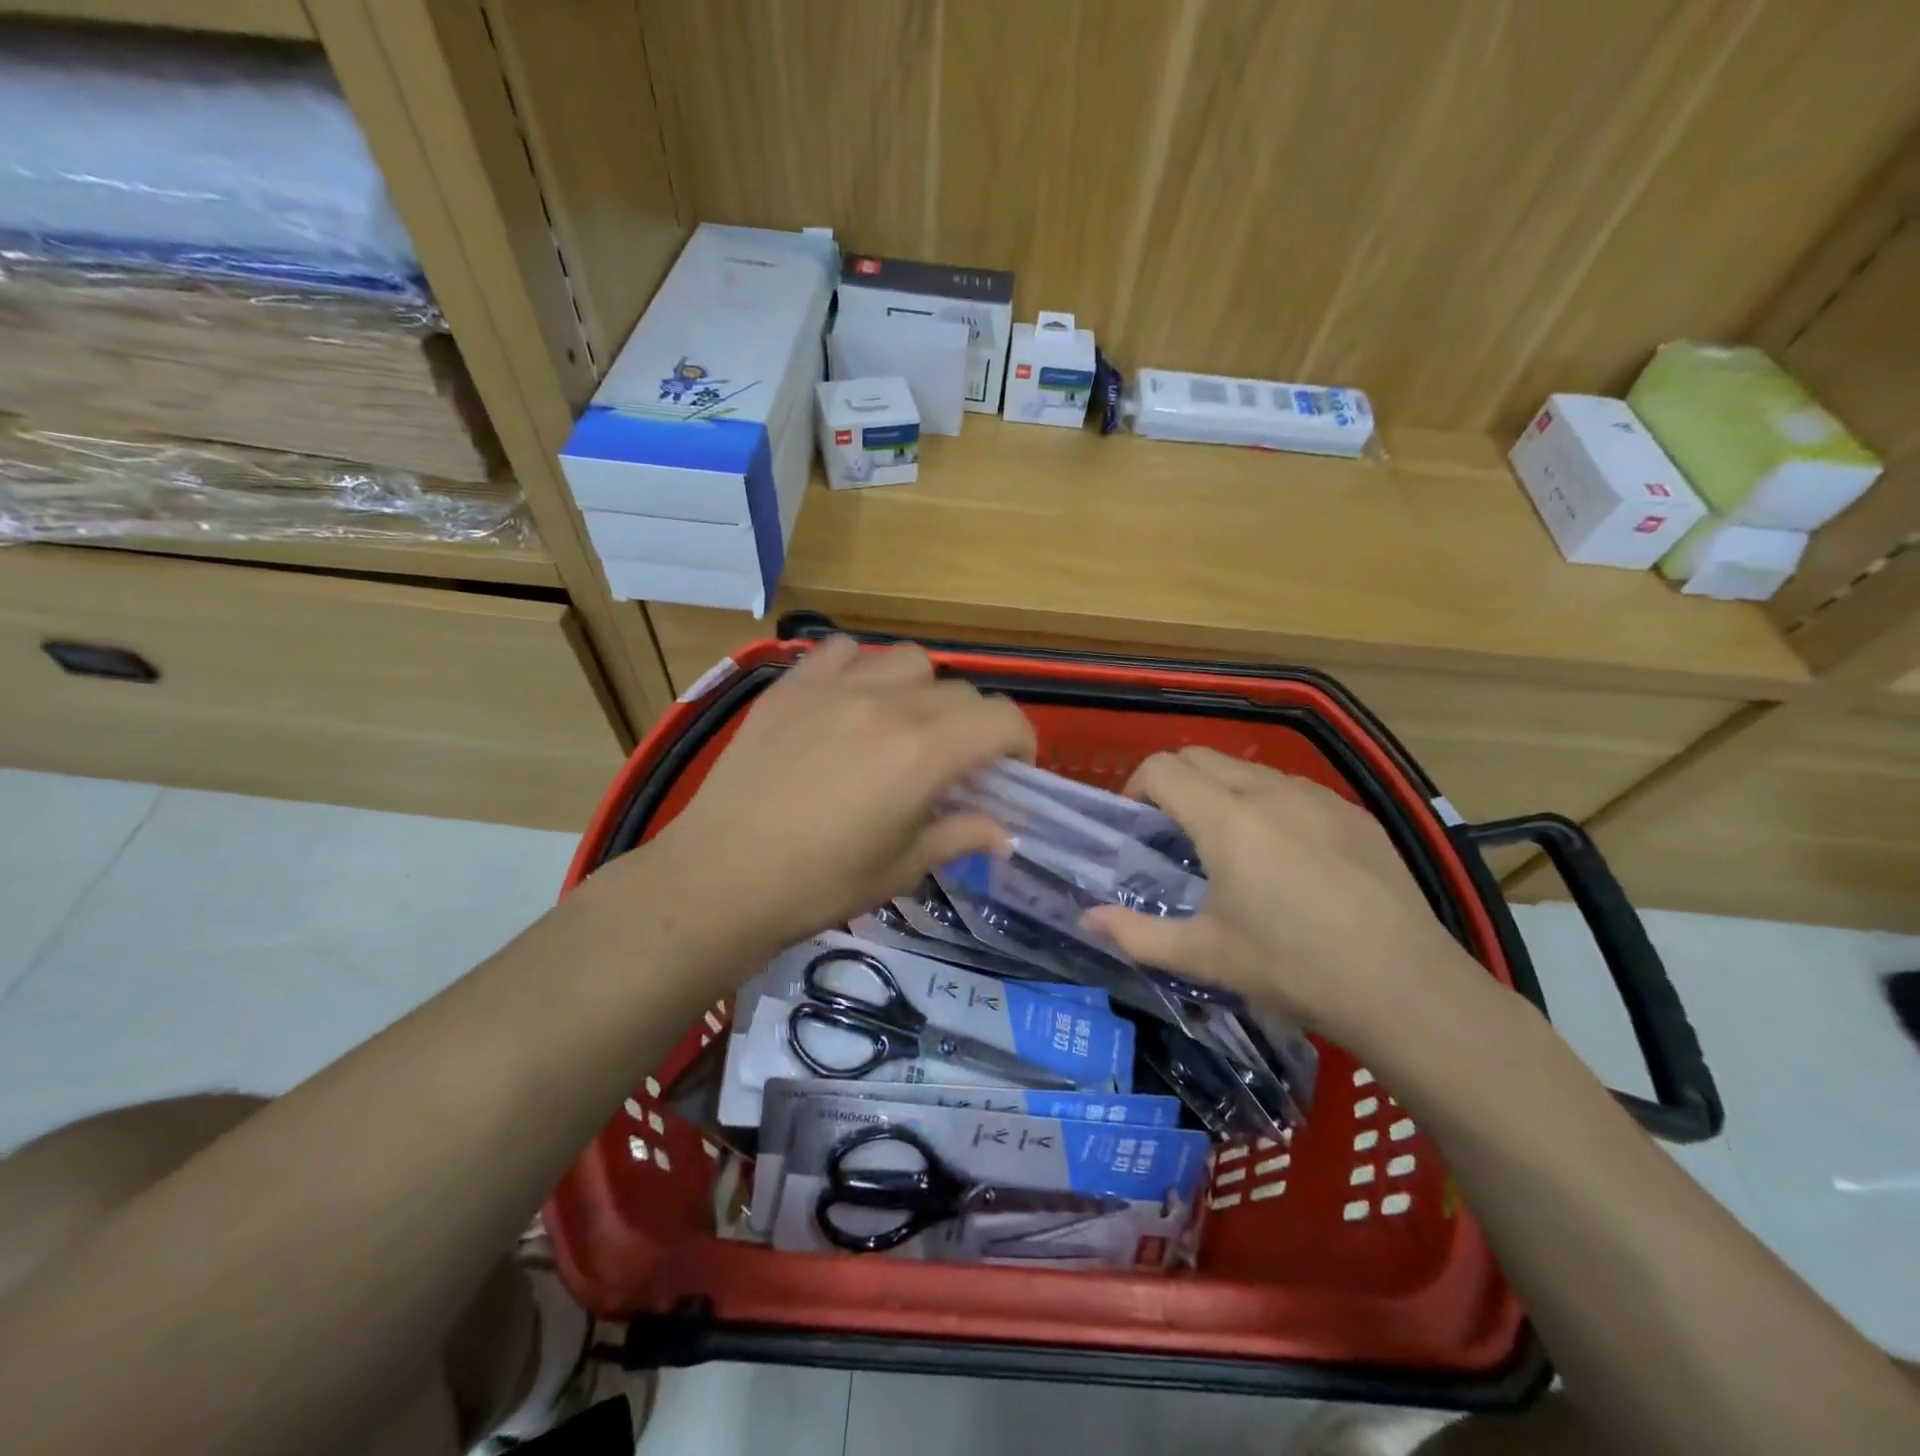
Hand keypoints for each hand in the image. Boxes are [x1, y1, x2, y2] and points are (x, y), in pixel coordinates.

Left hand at [610, 636, 1034, 966]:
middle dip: (974, 725)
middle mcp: (887, 705)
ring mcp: (834, 687)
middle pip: (959, 691)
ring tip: (903, 725)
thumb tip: (1002, 830)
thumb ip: (958, 836)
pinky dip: (860, 668)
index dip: (1020, 741)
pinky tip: (847, 703)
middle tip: (955, 764)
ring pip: (907, 659)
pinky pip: (841, 651)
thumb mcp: (900, 868)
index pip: (1001, 719)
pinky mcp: (790, 686)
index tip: (1011, 770)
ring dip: (922, 689)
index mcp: (923, 753)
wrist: (719, 879)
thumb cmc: (818, 885)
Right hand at [1084, 747, 1484, 1050]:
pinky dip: (1268, 803)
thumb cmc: (1292, 967)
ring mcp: (1318, 797)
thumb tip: (1086, 919)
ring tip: (1227, 842)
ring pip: (1249, 769)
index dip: (1136, 787)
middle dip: (1174, 782)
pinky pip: (1294, 789)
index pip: (1163, 769)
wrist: (1406, 987)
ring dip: (1221, 789)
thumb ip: (1136, 934)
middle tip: (1171, 831)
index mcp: (1226, 819)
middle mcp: (1269, 792)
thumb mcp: (1205, 956)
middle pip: (1201, 757)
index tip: (1135, 824)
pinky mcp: (1355, 814)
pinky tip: (1286, 855)